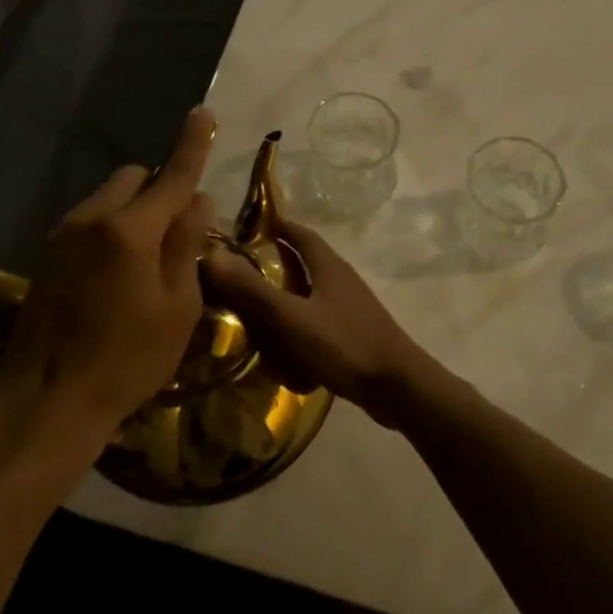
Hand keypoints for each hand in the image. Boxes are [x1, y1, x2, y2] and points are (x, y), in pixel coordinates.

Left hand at [0, 108, 216, 446]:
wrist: (44, 399)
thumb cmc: (126, 359)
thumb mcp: (177, 308)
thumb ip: (186, 245)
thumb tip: (197, 202)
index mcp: (131, 229)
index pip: (173, 175)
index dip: (192, 143)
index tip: (203, 112)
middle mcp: (93, 218)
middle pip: (135, 177)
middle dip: (160, 189)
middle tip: (177, 232)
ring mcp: (65, 234)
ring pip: (110, 198)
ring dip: (134, 210)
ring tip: (146, 262)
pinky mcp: (48, 254)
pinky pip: (90, 221)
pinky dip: (112, 229)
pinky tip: (116, 276)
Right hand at [203, 222, 430, 427]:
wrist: (398, 387)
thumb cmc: (343, 344)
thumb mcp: (291, 317)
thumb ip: (253, 289)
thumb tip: (214, 256)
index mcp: (329, 266)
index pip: (300, 234)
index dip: (277, 226)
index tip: (247, 228)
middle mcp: (341, 279)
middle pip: (306, 261)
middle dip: (275, 263)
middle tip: (240, 274)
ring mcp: (350, 308)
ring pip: (311, 293)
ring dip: (286, 296)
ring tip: (254, 310)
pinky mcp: (354, 333)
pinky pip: (318, 320)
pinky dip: (298, 324)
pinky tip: (283, 344)